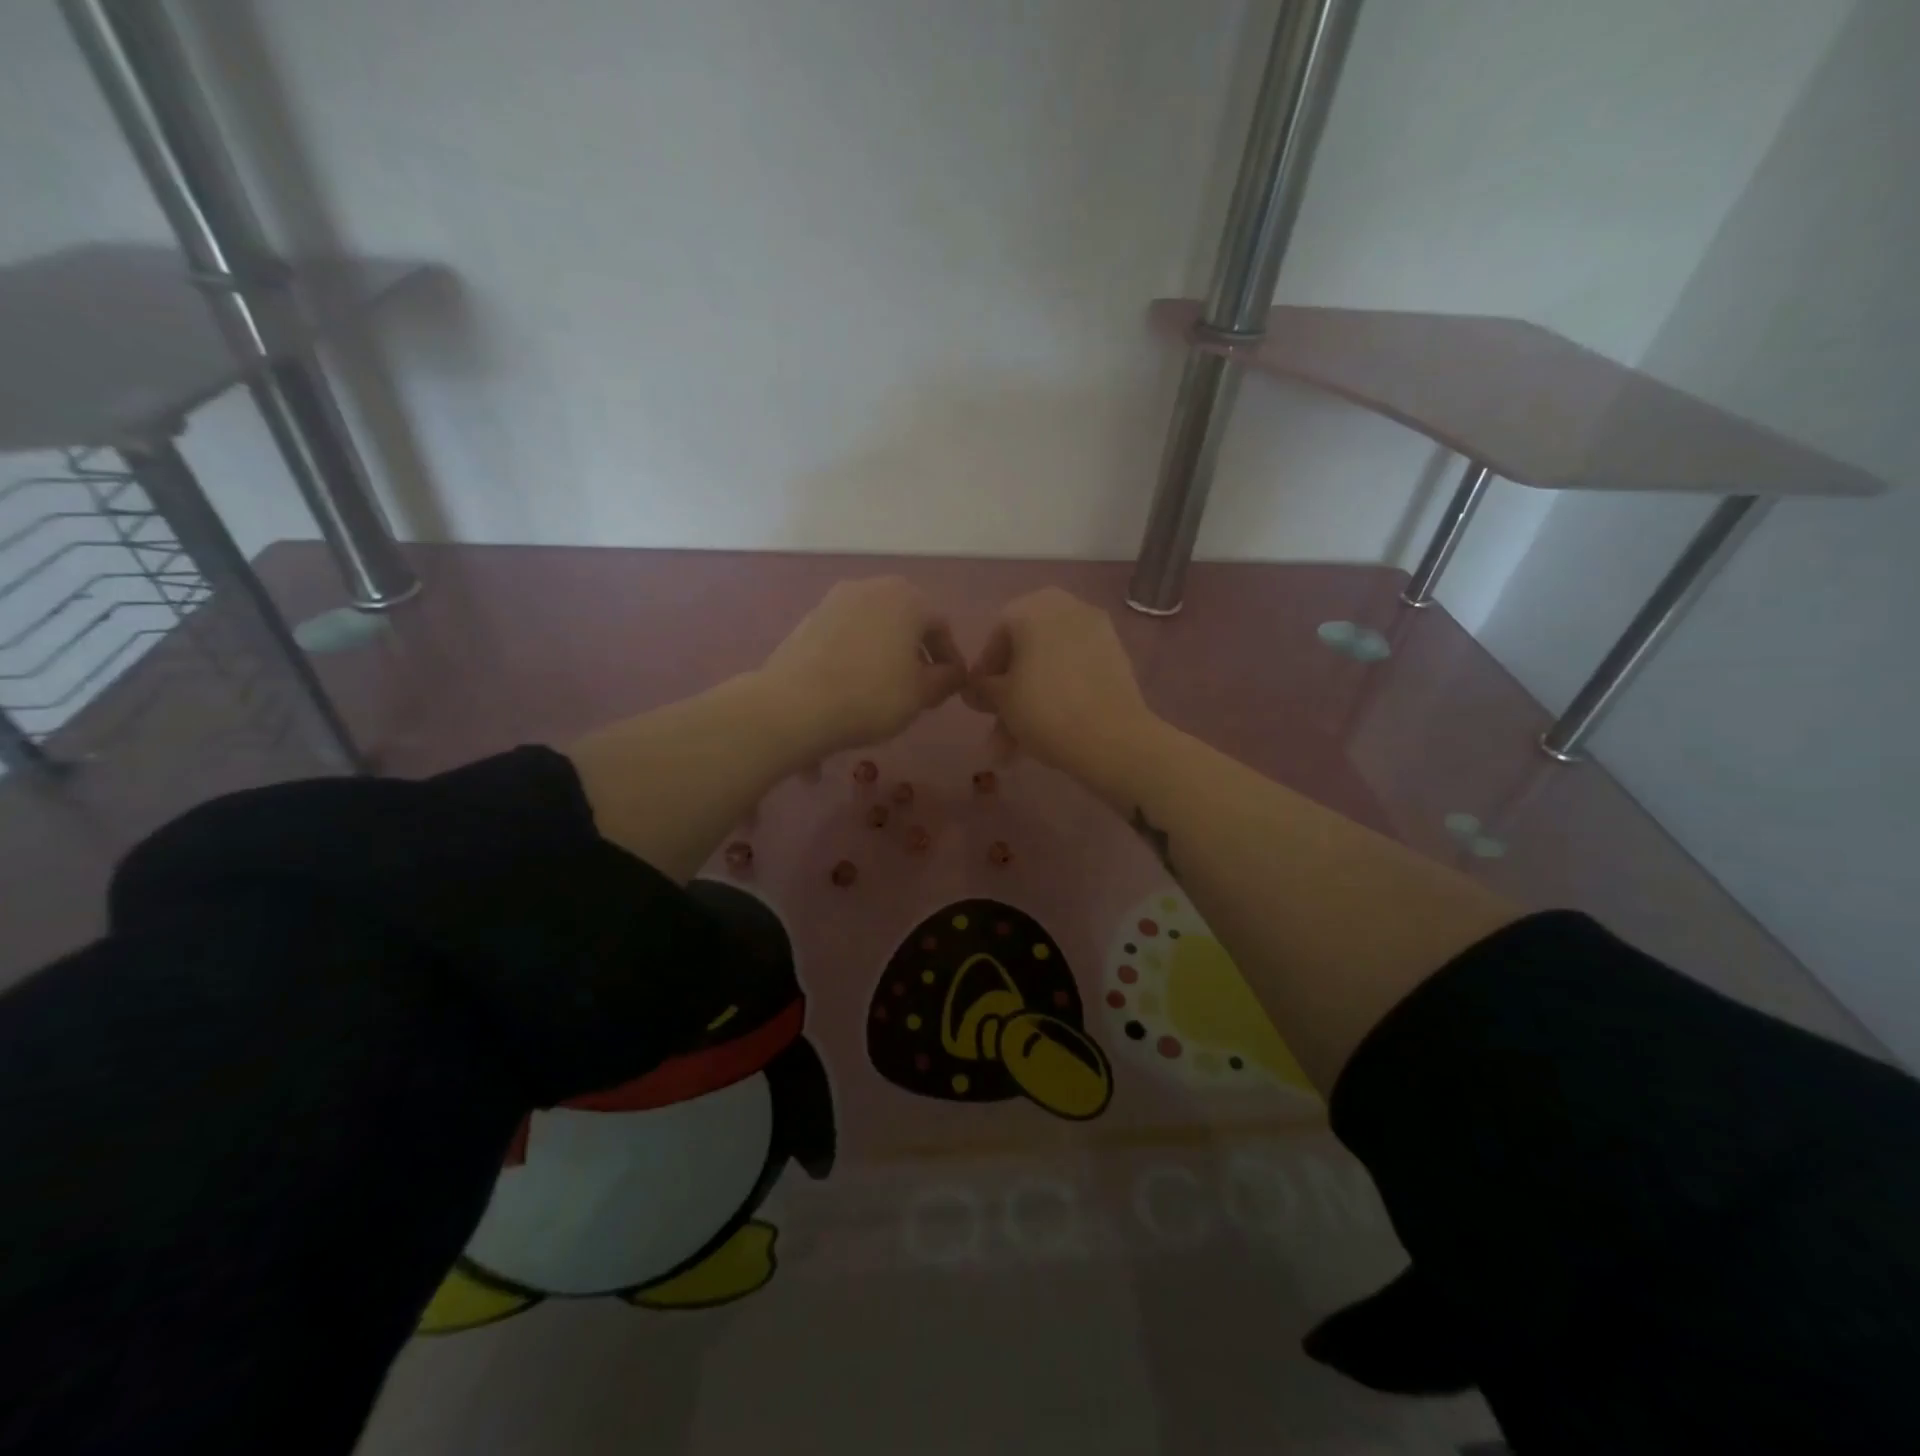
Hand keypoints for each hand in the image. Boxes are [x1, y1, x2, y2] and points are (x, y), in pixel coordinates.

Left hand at [755, 578, 964, 759]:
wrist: (795, 704)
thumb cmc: (872, 695)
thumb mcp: (921, 694)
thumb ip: (946, 679)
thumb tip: (953, 673)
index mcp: (908, 599)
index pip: (941, 628)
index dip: (949, 660)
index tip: (949, 687)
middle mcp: (872, 587)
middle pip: (906, 620)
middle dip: (916, 651)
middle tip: (920, 687)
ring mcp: (836, 600)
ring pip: (875, 626)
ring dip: (886, 652)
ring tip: (885, 688)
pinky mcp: (809, 618)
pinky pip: (846, 635)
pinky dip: (857, 654)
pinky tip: (853, 684)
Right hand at [966, 588, 1158, 791]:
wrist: (1111, 737)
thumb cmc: (1044, 709)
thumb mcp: (1001, 700)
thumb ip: (982, 687)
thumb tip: (975, 687)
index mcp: (1033, 607)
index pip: (997, 634)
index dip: (985, 670)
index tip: (980, 701)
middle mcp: (1067, 607)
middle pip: (1027, 650)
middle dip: (1009, 691)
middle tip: (998, 723)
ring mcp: (1097, 631)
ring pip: (1051, 666)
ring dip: (1031, 702)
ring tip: (1015, 747)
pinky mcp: (1117, 657)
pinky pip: (1076, 672)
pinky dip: (1060, 695)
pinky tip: (1047, 733)